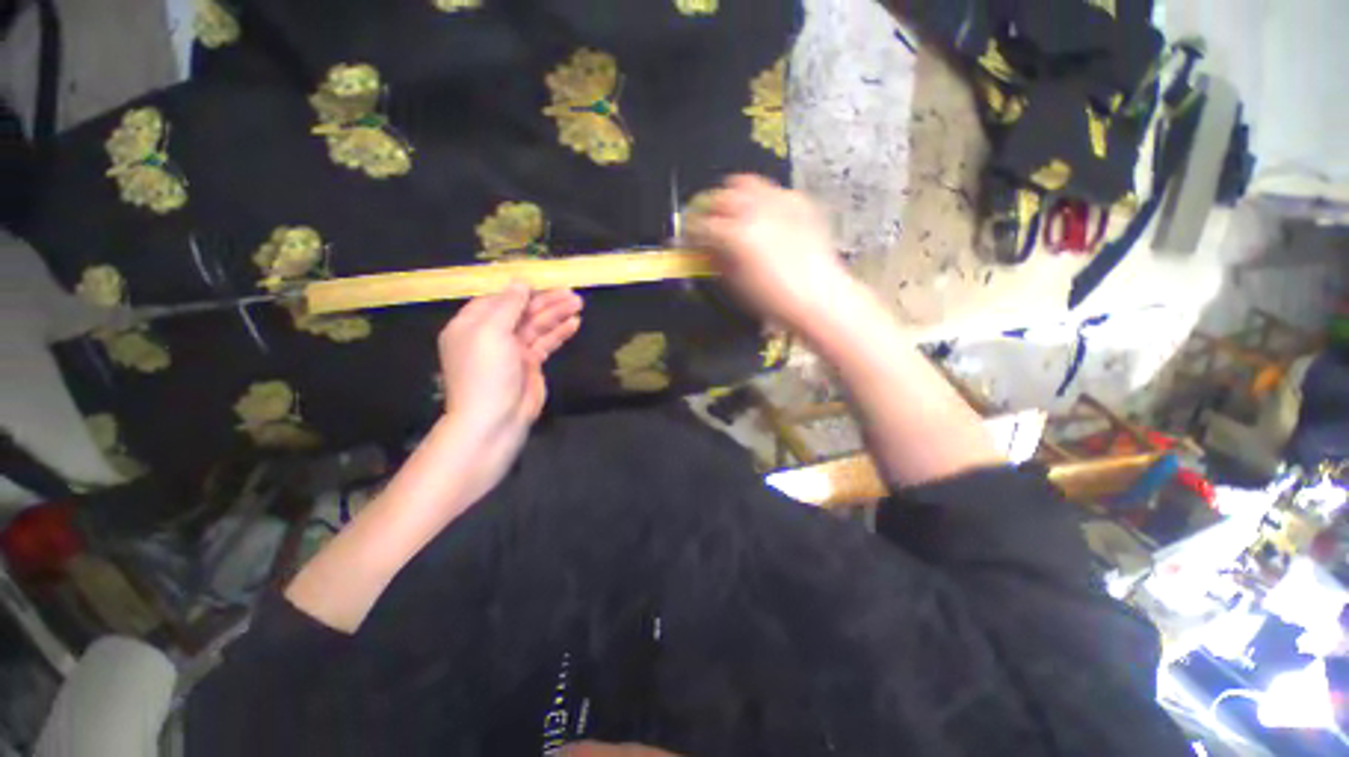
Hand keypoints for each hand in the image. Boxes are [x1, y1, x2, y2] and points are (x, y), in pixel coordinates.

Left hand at [438, 281, 581, 441]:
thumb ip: (508, 305)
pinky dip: (559, 333)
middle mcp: (491, 335)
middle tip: (572, 293)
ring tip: (579, 304)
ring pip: (537, 326)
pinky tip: (574, 324)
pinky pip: (545, 343)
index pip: (498, 300)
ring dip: (557, 314)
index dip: (521, 291)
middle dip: (546, 301)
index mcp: (472, 325)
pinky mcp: (530, 364)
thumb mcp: (491, 332)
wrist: (495, 419)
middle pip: (521, 311)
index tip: (545, 282)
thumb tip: (520, 281)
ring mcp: (512, 351)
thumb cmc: (487, 372)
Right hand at [685, 174, 854, 330]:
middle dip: (710, 209)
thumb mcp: (736, 284)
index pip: (701, 224)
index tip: (688, 235)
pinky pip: (773, 191)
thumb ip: (717, 259)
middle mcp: (756, 210)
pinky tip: (766, 218)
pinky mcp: (798, 201)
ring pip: (746, 183)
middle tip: (709, 222)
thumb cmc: (773, 299)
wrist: (819, 296)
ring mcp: (780, 201)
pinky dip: (762, 200)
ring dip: (734, 196)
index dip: (690, 229)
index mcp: (736, 235)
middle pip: (721, 196)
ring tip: (735, 213)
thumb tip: (706, 246)